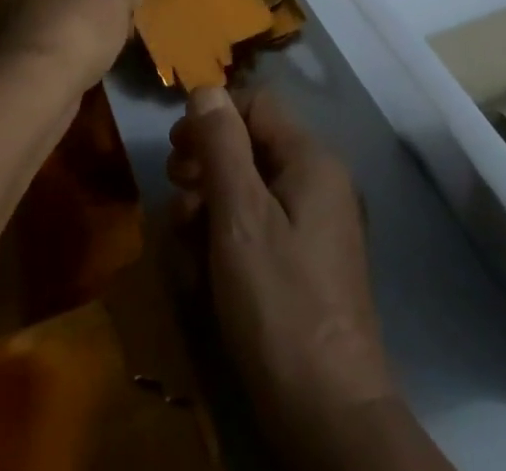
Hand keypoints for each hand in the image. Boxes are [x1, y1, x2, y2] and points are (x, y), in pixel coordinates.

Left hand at [0, 0, 138, 92]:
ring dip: (65, 19)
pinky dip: (58, 48)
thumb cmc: (78, 17)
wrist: (39, 81)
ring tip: (99, 34)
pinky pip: (38, 42)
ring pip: (40, 10)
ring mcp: (4, 19)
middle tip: (100, 1)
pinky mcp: (8, 56)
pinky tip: (85, 60)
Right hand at [168, 88, 398, 461]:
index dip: (212, 117)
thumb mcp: (240, 216)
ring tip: (186, 248)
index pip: (255, 104)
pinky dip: (225, 243)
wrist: (329, 416)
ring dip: (208, 211)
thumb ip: (221, 145)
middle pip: (248, 148)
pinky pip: (255, 230)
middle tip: (178, 202)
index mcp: (310, 160)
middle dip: (204, 169)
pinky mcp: (301, 265)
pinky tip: (203, 277)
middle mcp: (316, 182)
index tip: (176, 150)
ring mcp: (311, 226)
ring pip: (245, 192)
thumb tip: (206, 89)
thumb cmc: (280, 303)